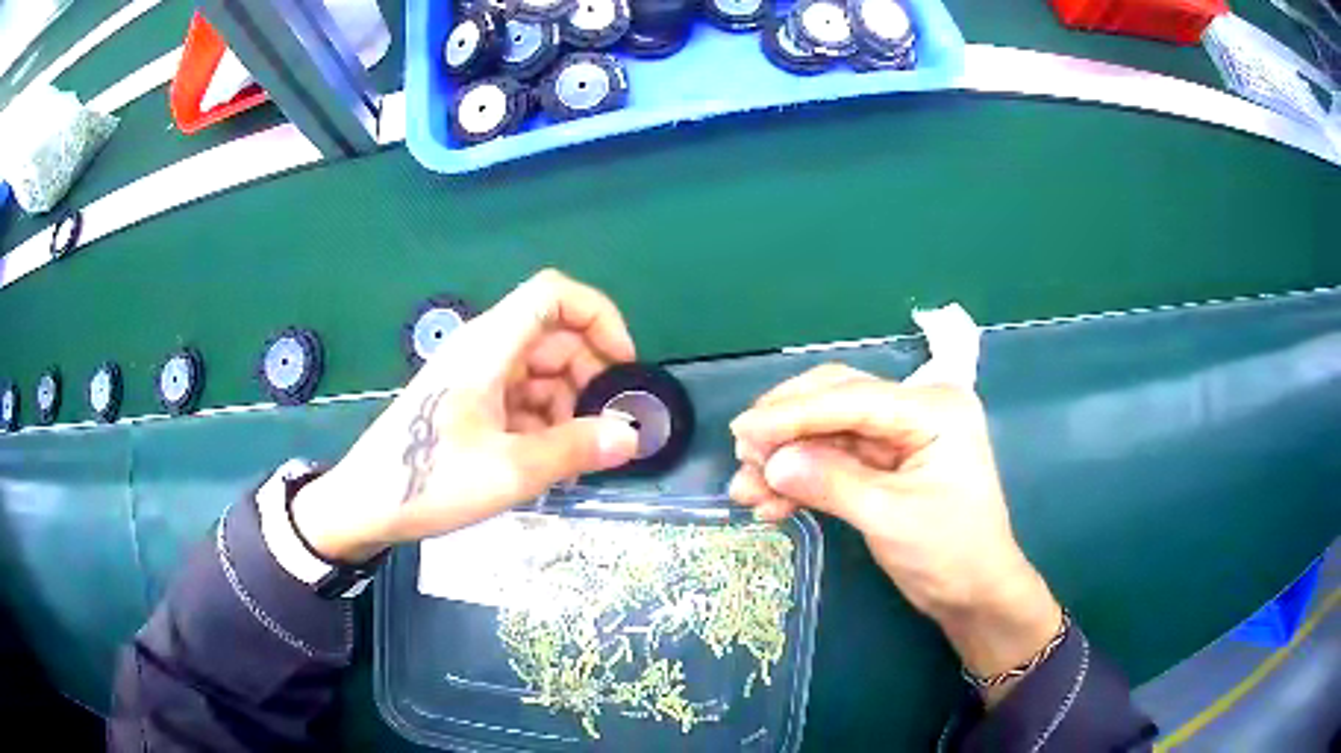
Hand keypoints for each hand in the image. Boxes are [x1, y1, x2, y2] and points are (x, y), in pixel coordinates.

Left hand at [290, 270, 639, 562]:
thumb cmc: (428, 479)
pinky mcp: (471, 403)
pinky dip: (544, 424)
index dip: (599, 317)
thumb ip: (575, 449)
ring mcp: (476, 377)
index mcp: (490, 346)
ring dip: (568, 409)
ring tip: (578, 460)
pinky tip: (551, 464)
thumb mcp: (509, 470)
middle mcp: (485, 350)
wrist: (364, 505)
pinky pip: (522, 399)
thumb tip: (632, 436)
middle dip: (590, 377)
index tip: (624, 366)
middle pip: (555, 337)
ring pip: (542, 372)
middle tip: (607, 428)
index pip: (554, 294)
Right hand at [728, 364, 1061, 702]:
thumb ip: (831, 483)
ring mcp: (900, 435)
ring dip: (787, 458)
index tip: (742, 432)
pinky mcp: (885, 462)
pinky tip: (772, 504)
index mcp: (933, 408)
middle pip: (835, 400)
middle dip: (786, 429)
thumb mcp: (890, 518)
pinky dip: (802, 478)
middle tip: (743, 456)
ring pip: (827, 431)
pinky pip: (833, 459)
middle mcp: (916, 409)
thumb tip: (771, 463)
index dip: (792, 414)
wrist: (976, 593)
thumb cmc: (949, 552)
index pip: (851, 398)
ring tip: (747, 491)